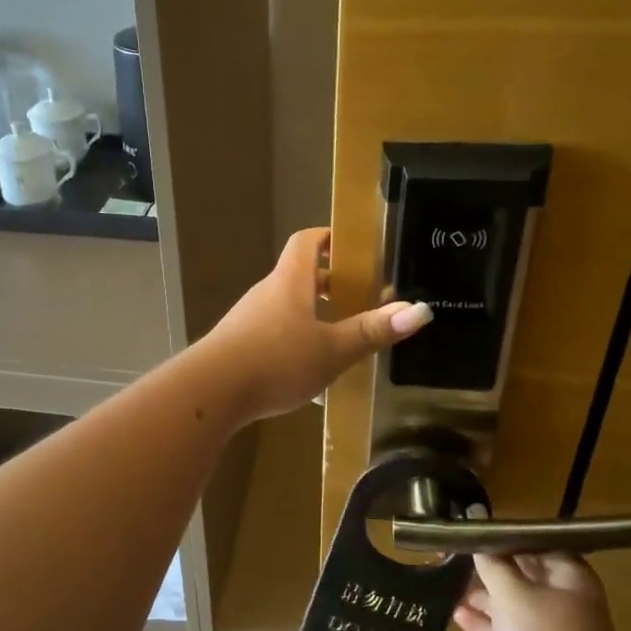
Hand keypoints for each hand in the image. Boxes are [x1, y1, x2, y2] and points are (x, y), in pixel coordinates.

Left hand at [196, 228, 431, 424]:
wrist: (210, 392)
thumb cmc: (276, 360)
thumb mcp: (333, 349)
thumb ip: (373, 331)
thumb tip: (421, 310)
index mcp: (290, 281)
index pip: (307, 240)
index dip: (331, 237)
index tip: (356, 247)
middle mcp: (267, 292)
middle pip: (300, 275)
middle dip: (331, 283)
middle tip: (361, 298)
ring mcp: (248, 319)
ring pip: (287, 306)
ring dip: (314, 314)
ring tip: (342, 335)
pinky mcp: (237, 345)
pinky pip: (273, 331)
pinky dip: (295, 338)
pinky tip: (309, 368)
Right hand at [453, 553, 630, 630]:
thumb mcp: (512, 593)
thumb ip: (493, 564)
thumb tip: (479, 541)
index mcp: (570, 576)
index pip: (536, 543)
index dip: (505, 537)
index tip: (473, 533)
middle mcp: (566, 600)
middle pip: (524, 574)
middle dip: (490, 568)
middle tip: (452, 556)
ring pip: (514, 606)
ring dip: (484, 597)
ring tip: (448, 584)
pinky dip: (487, 625)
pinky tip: (458, 616)